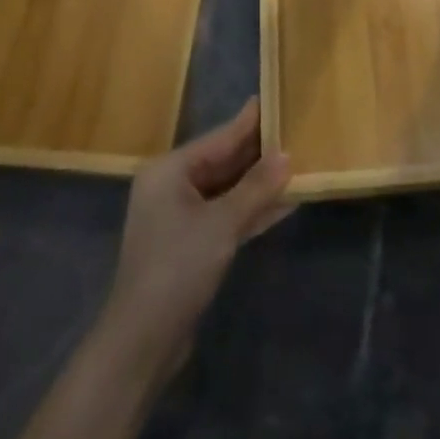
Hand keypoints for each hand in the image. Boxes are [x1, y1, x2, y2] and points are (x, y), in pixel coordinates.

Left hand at [98, 100, 292, 381]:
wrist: (142, 340)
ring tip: (297, 163)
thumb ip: (256, 188)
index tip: (274, 98)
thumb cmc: (178, 267)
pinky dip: (250, 209)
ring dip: (259, 183)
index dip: (249, 122)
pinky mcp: (189, 244)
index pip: (219, 138)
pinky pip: (225, 214)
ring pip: (226, 189)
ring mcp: (179, 216)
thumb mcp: (222, 223)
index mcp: (169, 170)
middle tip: (295, 131)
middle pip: (223, 162)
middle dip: (258, 153)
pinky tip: (283, 203)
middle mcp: (171, 186)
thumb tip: (287, 156)